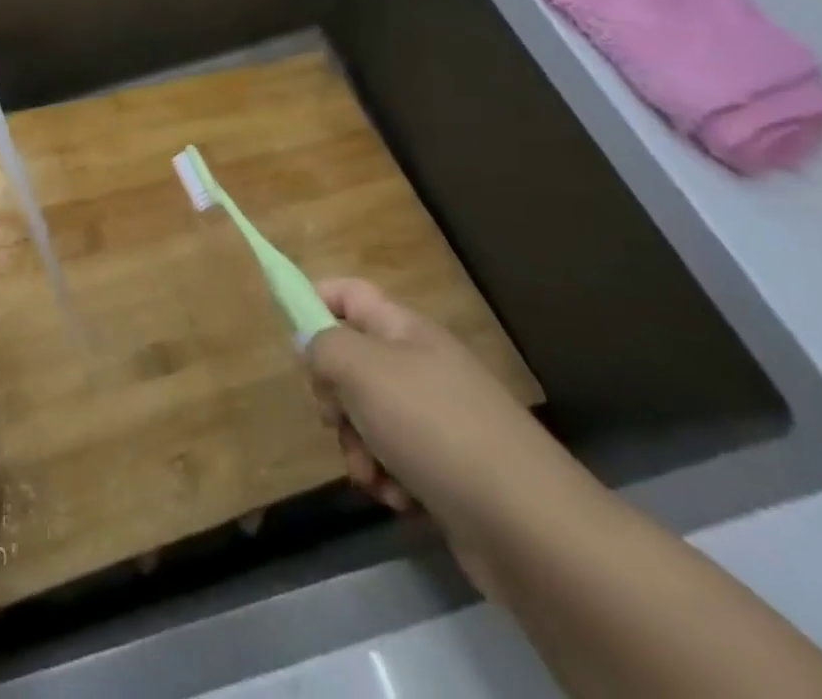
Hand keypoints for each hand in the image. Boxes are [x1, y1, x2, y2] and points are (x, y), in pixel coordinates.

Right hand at [305, 278, 578, 588]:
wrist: (530, 528)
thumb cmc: (435, 428)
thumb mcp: (362, 370)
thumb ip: (322, 346)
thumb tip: (307, 341)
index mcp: (405, 330)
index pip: (349, 293)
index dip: (314, 301)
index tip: (290, 335)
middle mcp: (421, 366)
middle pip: (352, 362)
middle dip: (334, 396)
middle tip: (335, 418)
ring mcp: (439, 419)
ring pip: (369, 418)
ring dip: (357, 447)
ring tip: (371, 475)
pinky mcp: (449, 471)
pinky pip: (396, 462)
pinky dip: (388, 480)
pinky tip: (400, 499)